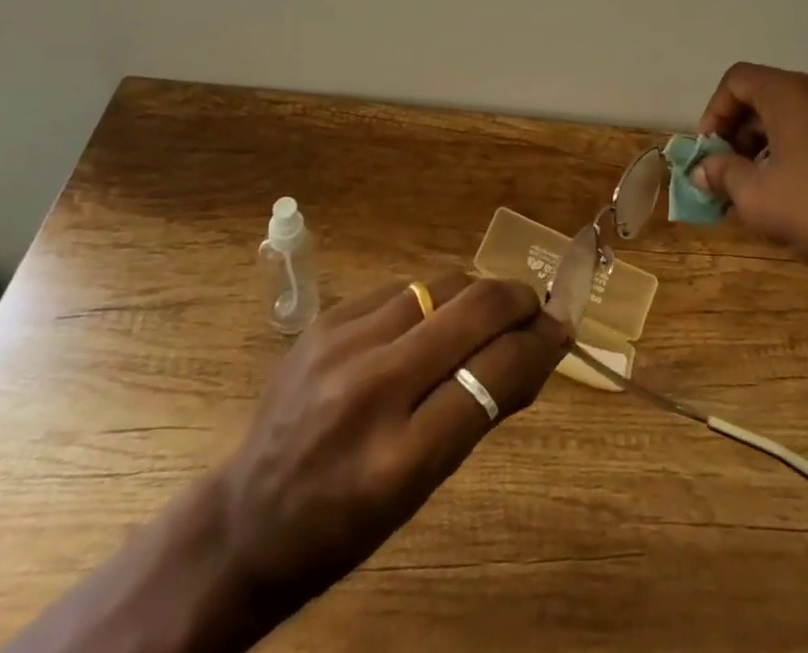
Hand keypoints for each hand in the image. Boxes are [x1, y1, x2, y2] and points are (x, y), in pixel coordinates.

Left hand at [219, 273, 567, 607]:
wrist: (246, 516)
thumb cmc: (346, 523)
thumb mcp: (422, 488)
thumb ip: (480, 412)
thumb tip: (537, 349)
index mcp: (400, 458)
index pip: (494, 372)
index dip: (540, 343)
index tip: (561, 329)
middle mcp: (371, 390)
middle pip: (473, 310)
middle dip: (518, 300)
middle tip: (535, 309)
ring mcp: (342, 345)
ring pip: (441, 284)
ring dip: (476, 295)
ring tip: (484, 314)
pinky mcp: (326, 320)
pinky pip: (403, 288)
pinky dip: (432, 298)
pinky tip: (431, 319)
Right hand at [693, 63, 807, 318]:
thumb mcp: (758, 199)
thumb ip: (723, 175)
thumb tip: (702, 169)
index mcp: (794, 93)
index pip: (738, 80)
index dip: (715, 111)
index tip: (710, 151)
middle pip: (769, 94)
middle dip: (742, 131)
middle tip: (731, 172)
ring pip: (801, 113)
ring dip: (772, 141)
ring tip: (766, 185)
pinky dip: (806, 147)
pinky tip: (806, 189)